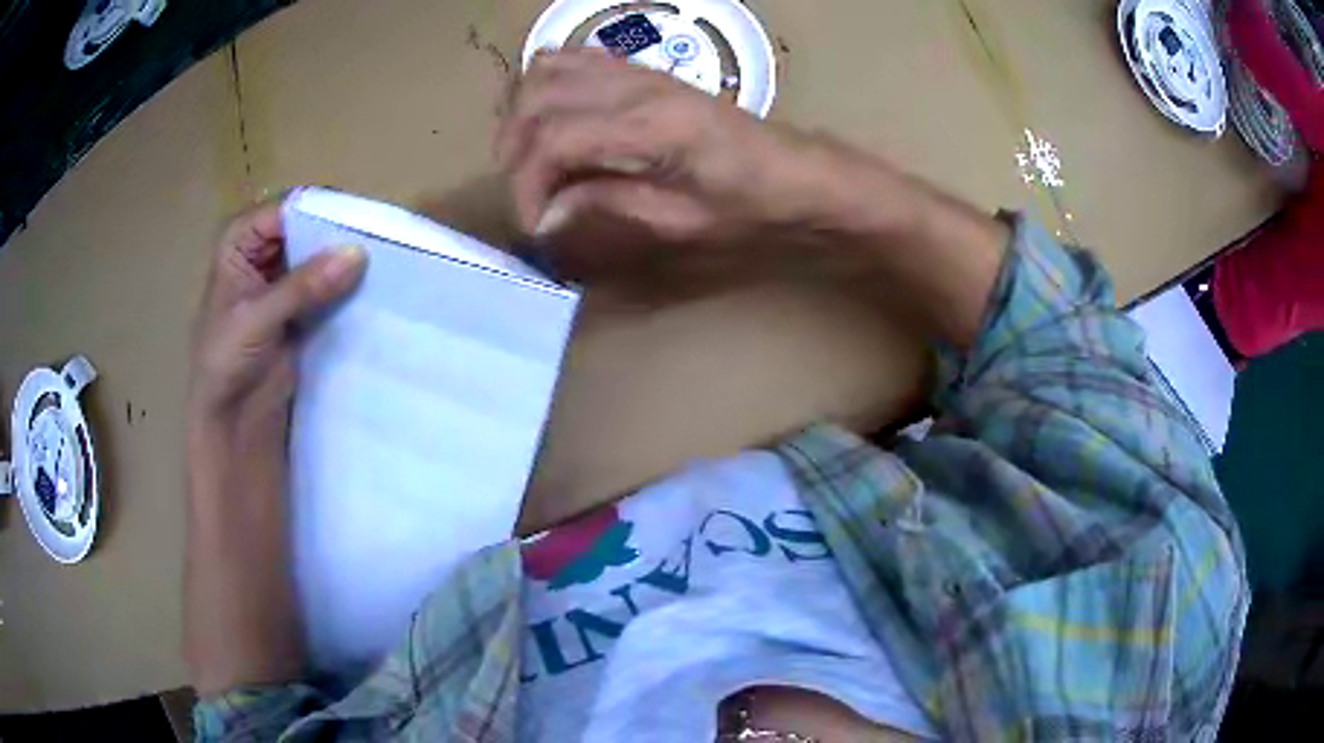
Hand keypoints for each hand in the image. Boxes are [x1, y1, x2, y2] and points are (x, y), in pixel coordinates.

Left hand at [189, 203, 365, 427]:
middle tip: (379, 240)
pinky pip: (327, 285)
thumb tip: (357, 253)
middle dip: (338, 235)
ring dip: (345, 261)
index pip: (287, 209)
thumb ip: (303, 286)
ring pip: (320, 255)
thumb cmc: (226, 363)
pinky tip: (372, 287)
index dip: (322, 211)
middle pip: (307, 227)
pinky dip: (346, 286)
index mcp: (239, 241)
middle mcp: (262, 251)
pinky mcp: (301, 307)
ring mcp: (282, 279)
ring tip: (384, 261)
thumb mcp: (258, 319)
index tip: (362, 219)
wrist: (230, 421)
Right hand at [497, 48, 842, 274]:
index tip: (535, 224)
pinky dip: (545, 85)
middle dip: (515, 152)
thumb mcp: (682, 221)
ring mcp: (637, 70)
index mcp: (652, 126)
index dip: (528, 186)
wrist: (791, 170)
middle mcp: (638, 86)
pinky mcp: (640, 69)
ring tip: (529, 158)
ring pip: (546, 71)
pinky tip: (550, 118)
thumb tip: (548, 213)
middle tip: (526, 194)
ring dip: (522, 116)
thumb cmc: (748, 203)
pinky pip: (573, 58)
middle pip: (538, 101)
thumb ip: (609, 207)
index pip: (555, 141)